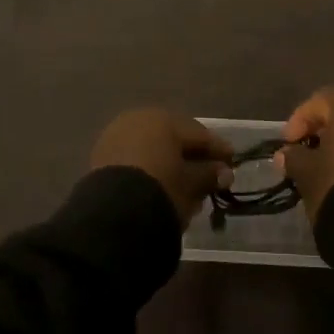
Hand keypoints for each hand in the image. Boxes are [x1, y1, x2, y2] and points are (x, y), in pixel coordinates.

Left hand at [89, 108, 233, 226]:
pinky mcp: (101, 158)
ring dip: (171, 166)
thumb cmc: (162, 189)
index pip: (198, 134)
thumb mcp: (191, 183)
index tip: (232, 162)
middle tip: (210, 176)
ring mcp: (116, 137)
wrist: (113, 214)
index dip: (217, 150)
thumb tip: (224, 172)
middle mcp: (138, 120)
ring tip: (187, 189)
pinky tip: (161, 188)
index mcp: (163, 119)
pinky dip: (150, 171)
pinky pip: (135, 160)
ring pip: (153, 150)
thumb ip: (209, 175)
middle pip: (173, 140)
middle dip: (192, 158)